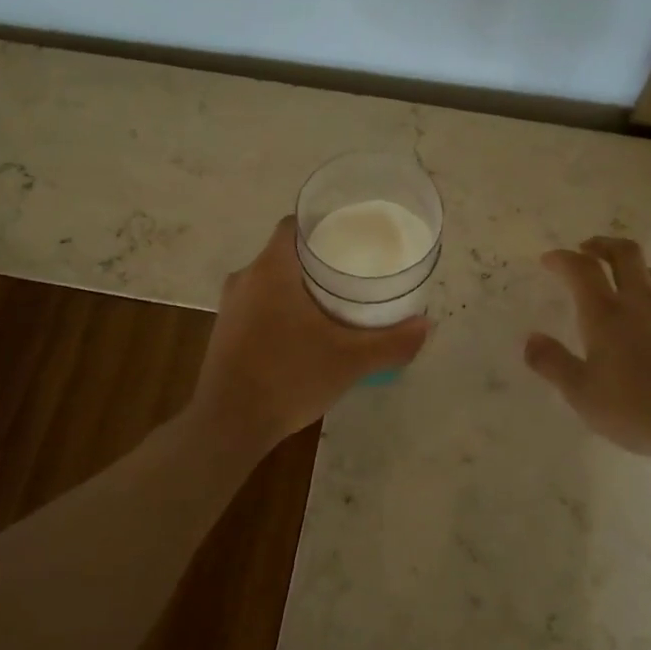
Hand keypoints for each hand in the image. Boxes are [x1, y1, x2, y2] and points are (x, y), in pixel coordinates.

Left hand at [191, 217, 430, 452]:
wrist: (229, 424)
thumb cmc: (289, 378)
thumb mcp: (350, 361)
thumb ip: (392, 342)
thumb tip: (426, 325)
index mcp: (271, 269)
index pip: (295, 225)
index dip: (323, 225)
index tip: (352, 237)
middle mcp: (245, 278)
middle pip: (285, 253)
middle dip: (318, 260)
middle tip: (354, 273)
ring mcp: (230, 306)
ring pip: (270, 281)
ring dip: (299, 287)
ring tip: (335, 302)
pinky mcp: (224, 331)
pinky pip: (258, 305)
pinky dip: (282, 309)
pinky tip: (305, 333)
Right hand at [524, 237, 650, 465]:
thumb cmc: (637, 407)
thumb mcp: (582, 393)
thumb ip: (553, 363)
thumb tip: (531, 340)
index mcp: (606, 313)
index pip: (581, 269)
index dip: (562, 259)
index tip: (548, 259)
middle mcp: (640, 301)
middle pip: (624, 253)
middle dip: (601, 245)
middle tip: (586, 249)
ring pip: (650, 272)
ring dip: (628, 266)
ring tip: (616, 278)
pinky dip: (650, 291)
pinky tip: (648, 314)